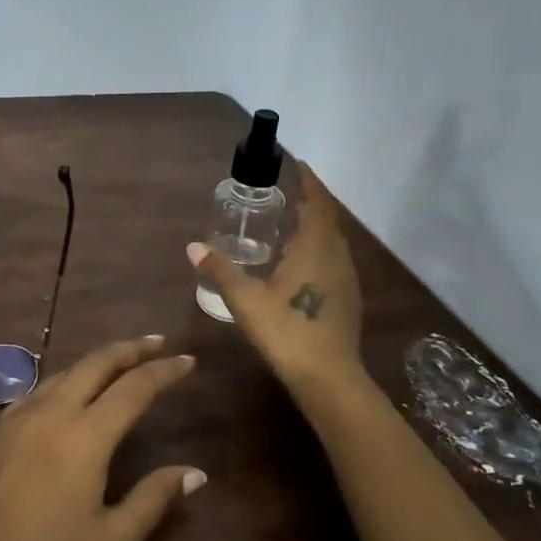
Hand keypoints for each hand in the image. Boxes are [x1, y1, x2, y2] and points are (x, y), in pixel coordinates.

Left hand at [0, 337, 204, 540]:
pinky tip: (72, 390)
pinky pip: (41, 388)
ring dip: (98, 360)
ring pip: (66, 371)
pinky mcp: (0, 427)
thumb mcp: (113, 540)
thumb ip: (154, 498)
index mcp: (86, 436)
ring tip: (120, 361)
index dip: (164, 371)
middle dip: (130, 349)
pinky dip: (67, 379)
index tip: (188, 360)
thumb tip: (194, 473)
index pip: (134, 387)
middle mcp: (54, 412)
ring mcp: (21, 415)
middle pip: (97, 363)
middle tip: (157, 343)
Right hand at [188, 162, 363, 391]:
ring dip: (315, 224)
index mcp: (316, 248)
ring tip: (290, 220)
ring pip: (332, 240)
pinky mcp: (347, 298)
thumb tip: (193, 247)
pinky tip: (299, 261)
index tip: (295, 162)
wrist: (329, 377)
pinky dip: (318, 247)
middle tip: (286, 190)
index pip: (316, 202)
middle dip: (310, 200)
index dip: (307, 180)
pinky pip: (333, 258)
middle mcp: (336, 256)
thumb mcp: (246, 300)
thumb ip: (221, 271)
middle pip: (327, 218)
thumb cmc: (287, 331)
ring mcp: (346, 278)